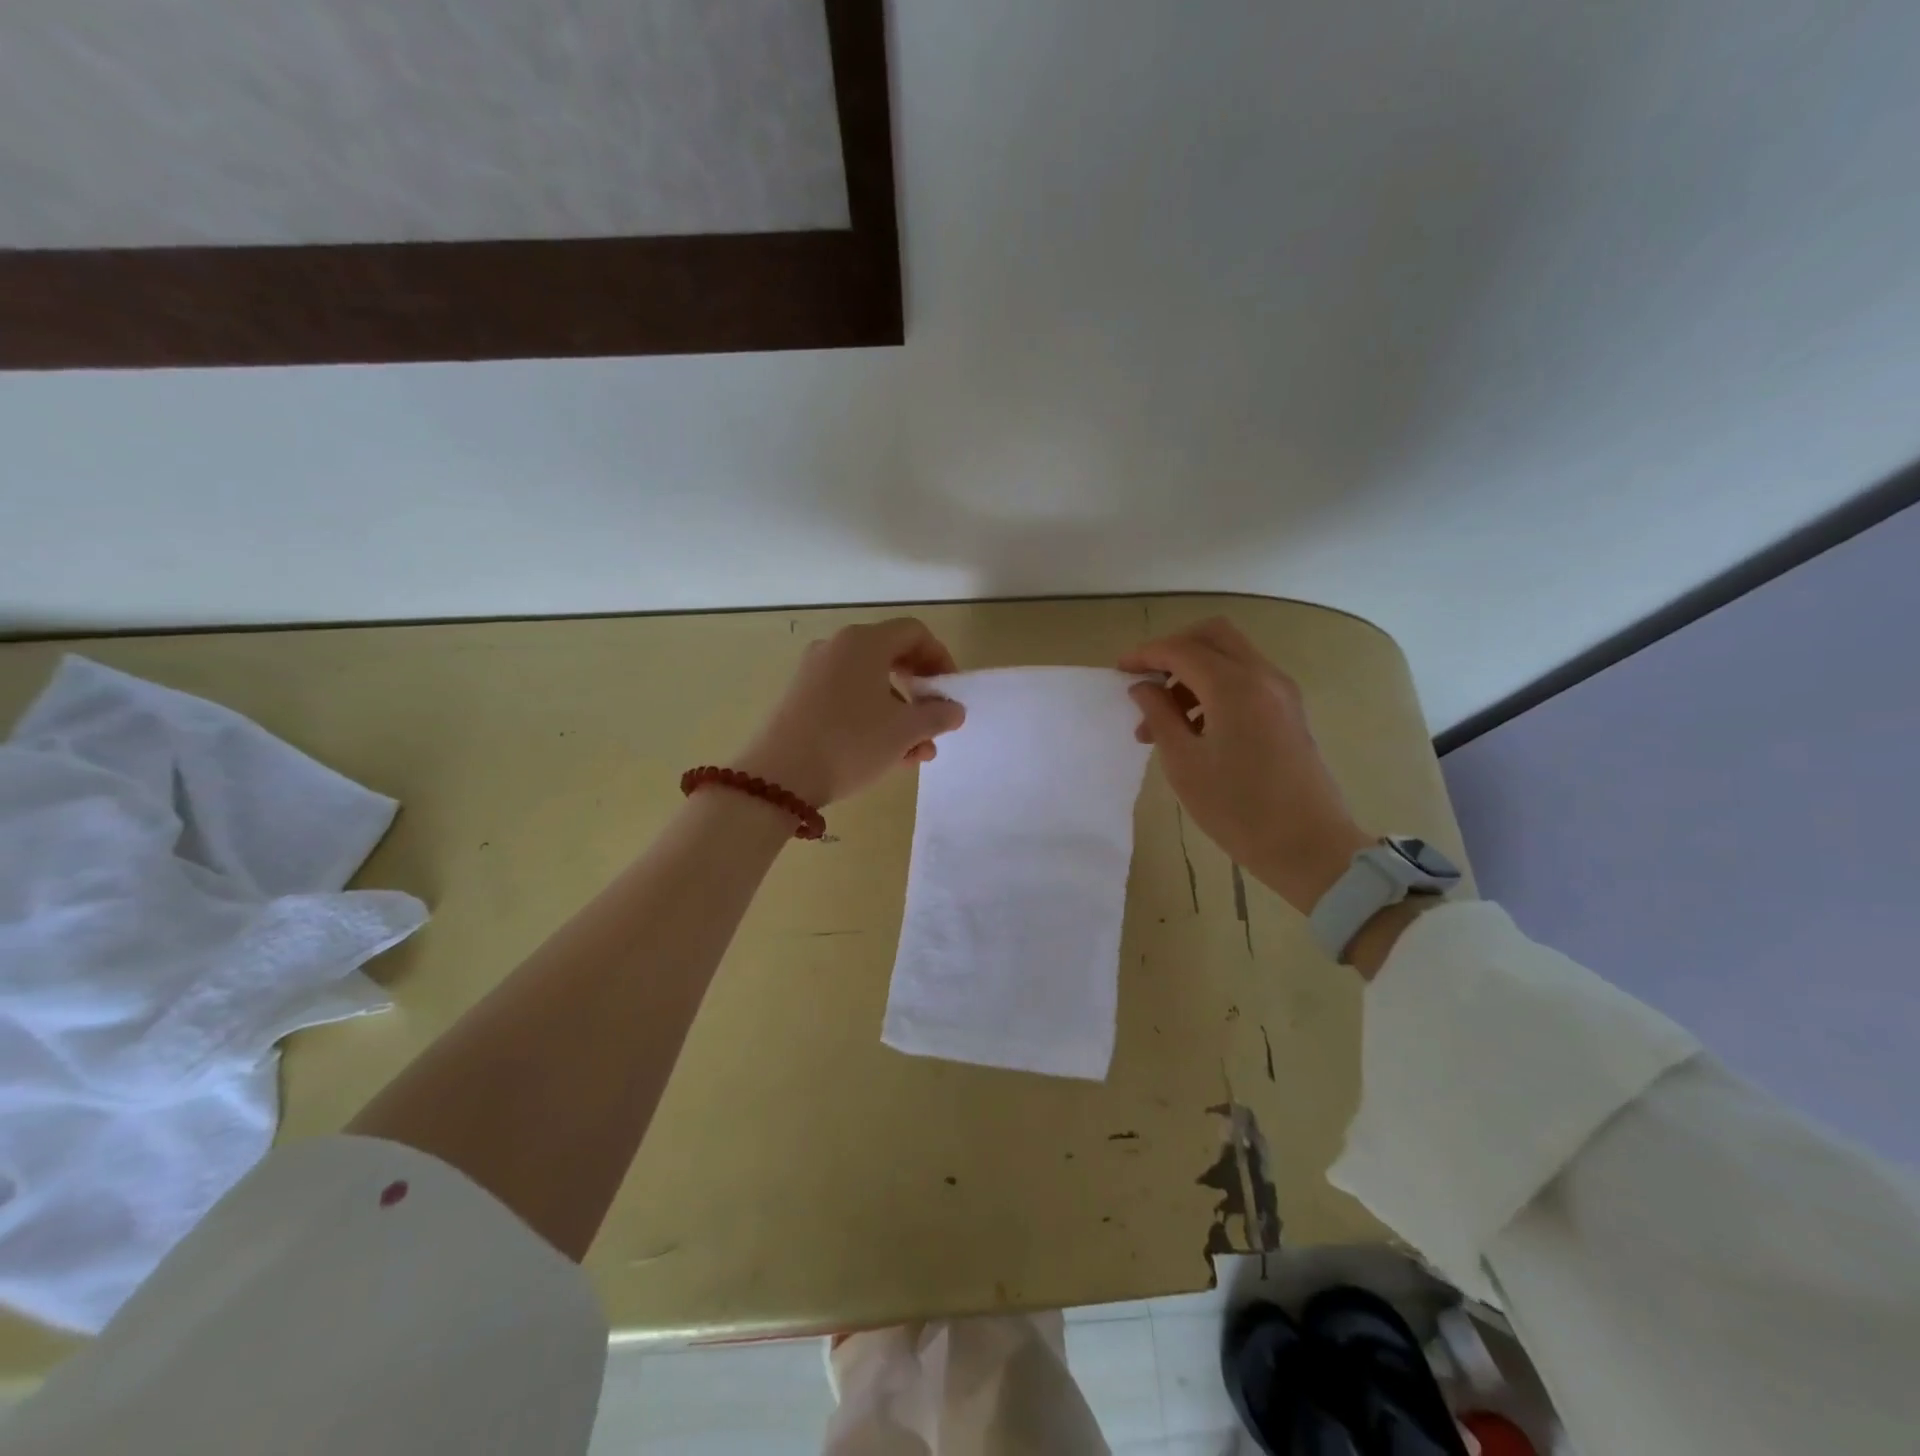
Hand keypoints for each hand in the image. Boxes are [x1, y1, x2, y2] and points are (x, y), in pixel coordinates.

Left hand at [733, 618, 966, 806]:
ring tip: (915, 753)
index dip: (940, 659)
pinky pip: (847, 698)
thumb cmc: (850, 744)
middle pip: (892, 658)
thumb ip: (937, 716)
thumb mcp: (904, 732)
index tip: (950, 692)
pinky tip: (885, 755)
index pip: (914, 633)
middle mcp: (837, 647)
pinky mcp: (800, 697)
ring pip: (870, 684)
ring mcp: (814, 672)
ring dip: (899, 714)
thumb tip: (953, 709)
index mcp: (865, 642)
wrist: (778, 777)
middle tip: (935, 723)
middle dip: (920, 693)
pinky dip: (872, 718)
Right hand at [1121, 617, 1372, 913]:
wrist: (1308, 846)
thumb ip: (1159, 715)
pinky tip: (1194, 728)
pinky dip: (1215, 687)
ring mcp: (1281, 692)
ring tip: (1163, 722)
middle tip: (1147, 681)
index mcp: (1234, 686)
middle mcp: (1262, 676)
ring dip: (1192, 673)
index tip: (1119, 671)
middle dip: (1174, 650)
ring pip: (1230, 656)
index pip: (1182, 649)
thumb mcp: (1184, 763)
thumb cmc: (1237, 809)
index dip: (1145, 655)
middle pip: (1213, 635)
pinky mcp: (1288, 711)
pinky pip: (1245, 679)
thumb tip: (1143, 687)